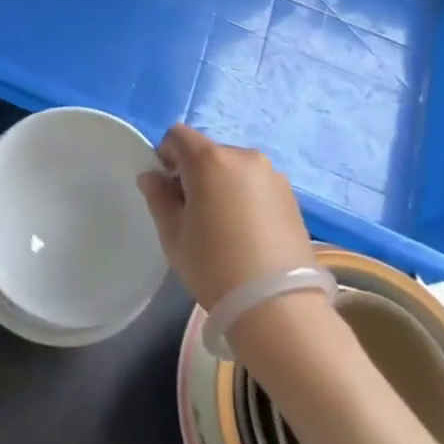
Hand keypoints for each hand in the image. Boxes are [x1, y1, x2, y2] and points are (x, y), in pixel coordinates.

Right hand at [136, 123, 317, 309]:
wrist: (278, 307)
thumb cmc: (214, 266)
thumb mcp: (173, 234)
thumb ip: (158, 197)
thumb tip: (152, 177)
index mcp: (209, 159)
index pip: (178, 135)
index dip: (165, 154)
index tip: (165, 185)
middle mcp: (243, 156)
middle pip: (208, 152)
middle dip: (194, 172)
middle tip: (191, 210)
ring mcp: (272, 175)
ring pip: (234, 168)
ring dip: (221, 184)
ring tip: (222, 225)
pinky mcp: (291, 196)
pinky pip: (256, 184)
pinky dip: (245, 196)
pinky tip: (246, 232)